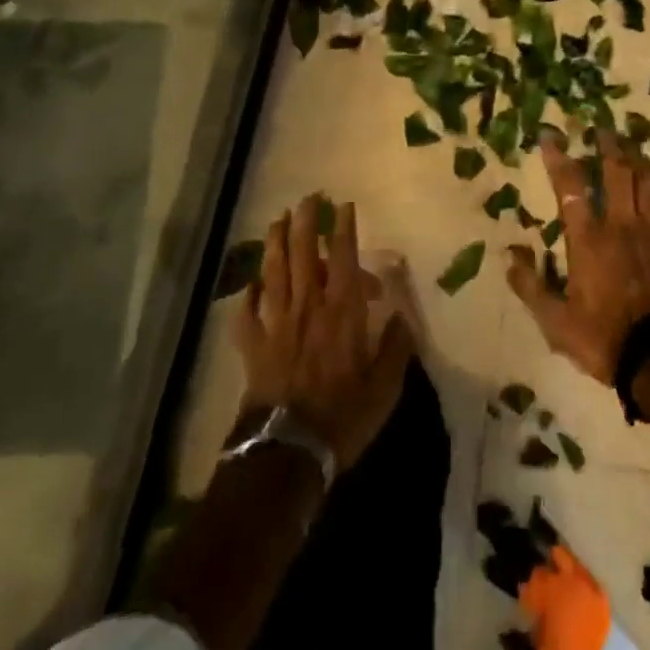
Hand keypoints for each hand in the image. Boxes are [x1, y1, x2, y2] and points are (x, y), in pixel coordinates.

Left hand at [234, 196, 415, 472]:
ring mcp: (277, 324)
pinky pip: (247, 314)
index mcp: (342, 312)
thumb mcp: (385, 388)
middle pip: (302, 254)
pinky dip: (248, 296)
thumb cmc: (343, 416)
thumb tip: (402, 316)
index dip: (342, 229)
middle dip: (304, 222)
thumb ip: (396, 347)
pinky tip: (250, 285)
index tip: (343, 206)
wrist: (288, 450)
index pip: (342, 258)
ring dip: (274, 244)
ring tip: (276, 221)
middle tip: (306, 199)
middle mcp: (308, 307)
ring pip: (273, 273)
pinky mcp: (254, 346)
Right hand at [507, 128, 649, 384]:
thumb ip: (530, 287)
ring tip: (638, 152)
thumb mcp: (555, 322)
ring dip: (644, 169)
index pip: (570, 187)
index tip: (550, 134)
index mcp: (589, 239)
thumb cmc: (604, 339)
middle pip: (617, 175)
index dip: (559, 158)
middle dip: (609, 149)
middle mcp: (623, 227)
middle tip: (604, 130)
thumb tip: (509, 257)